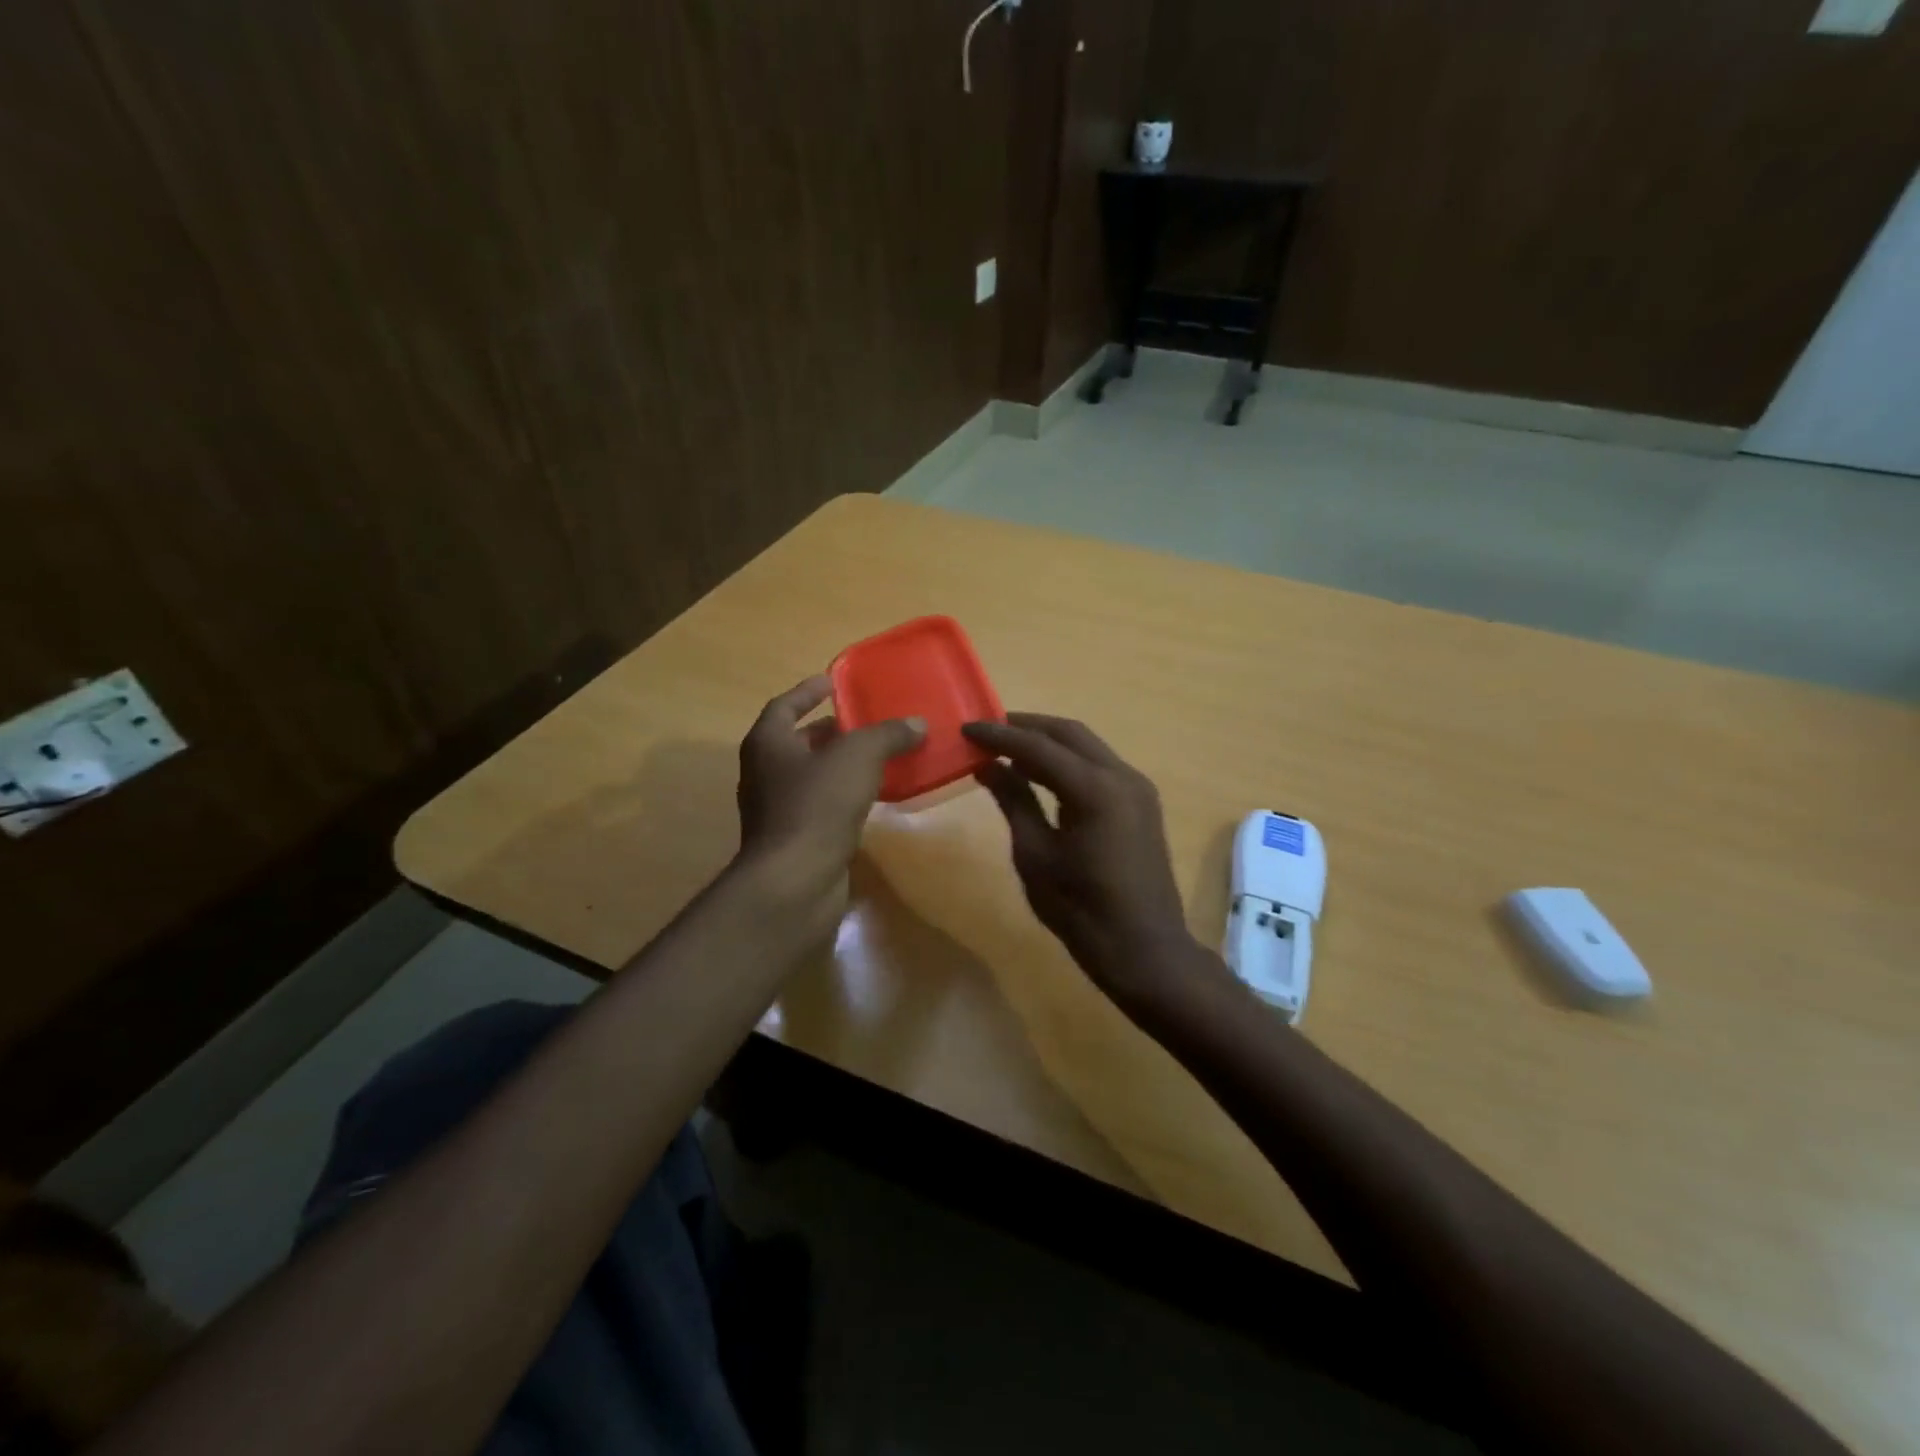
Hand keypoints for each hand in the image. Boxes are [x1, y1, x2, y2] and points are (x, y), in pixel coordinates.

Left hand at [735, 676, 923, 910]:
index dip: (808, 691)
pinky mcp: (795, 839)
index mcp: (767, 744)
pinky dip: (843, 795)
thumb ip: (887, 735)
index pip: (784, 706)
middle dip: (830, 730)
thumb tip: (917, 723)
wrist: (795, 880)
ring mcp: (776, 810)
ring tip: (877, 754)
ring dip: (839, 764)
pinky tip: (873, 796)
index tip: (833, 681)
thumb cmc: (817, 805)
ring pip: (811, 776)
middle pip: (797, 742)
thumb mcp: (858, 757)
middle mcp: (764, 773)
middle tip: (864, 721)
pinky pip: (821, 806)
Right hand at [963, 713, 1200, 1000]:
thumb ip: (1014, 801)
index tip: (967, 727)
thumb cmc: (1081, 910)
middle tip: (988, 730)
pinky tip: (1041, 773)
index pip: (1038, 746)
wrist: (1144, 949)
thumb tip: (987, 764)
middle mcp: (1122, 776)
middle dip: (1027, 726)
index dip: (1000, 735)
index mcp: (1095, 789)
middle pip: (1069, 733)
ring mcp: (1138, 788)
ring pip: (1088, 746)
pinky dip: (1069, 761)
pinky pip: (1100, 766)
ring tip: (1008, 747)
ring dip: (1048, 741)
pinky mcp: (1142, 803)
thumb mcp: (1035, 855)